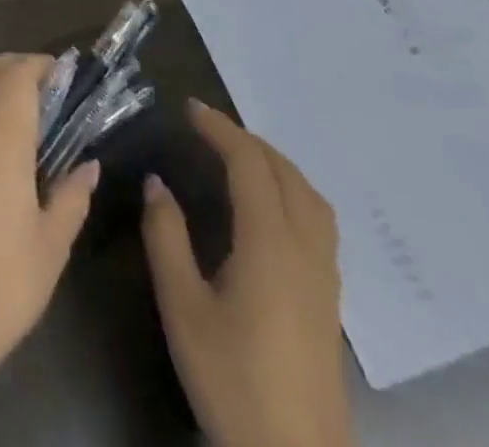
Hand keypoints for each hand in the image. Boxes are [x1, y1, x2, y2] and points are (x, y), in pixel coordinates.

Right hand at [141, 101, 354, 446]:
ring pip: (310, 196)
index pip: (249, 164)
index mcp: (269, 244)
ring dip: (275, 163)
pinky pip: (318, 221)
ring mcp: (325, 276)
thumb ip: (166, 237)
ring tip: (238, 156)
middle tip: (207, 128)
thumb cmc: (233, 380)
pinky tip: (268, 208)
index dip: (220, 129)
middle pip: (285, 173)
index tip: (188, 109)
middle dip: (247, 140)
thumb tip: (157, 183)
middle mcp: (305, 249)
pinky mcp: (330, 300)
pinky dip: (292, 190)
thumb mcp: (183, 307)